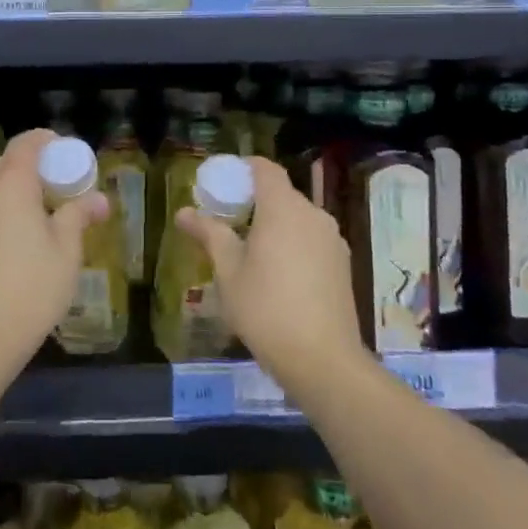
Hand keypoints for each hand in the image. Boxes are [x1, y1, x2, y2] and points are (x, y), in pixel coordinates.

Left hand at [0, 129, 108, 374]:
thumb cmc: (32, 288)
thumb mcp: (66, 251)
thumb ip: (79, 215)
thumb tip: (99, 199)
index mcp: (10, 187)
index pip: (25, 144)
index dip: (47, 140)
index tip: (68, 152)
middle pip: (7, 163)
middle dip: (35, 165)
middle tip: (63, 183)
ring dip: (18, 189)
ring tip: (46, 212)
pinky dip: (4, 209)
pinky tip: (22, 238)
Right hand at [174, 156, 362, 390]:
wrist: (323, 360)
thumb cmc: (266, 309)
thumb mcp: (228, 272)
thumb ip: (210, 234)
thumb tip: (184, 212)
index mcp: (283, 209)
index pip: (266, 169)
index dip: (245, 168)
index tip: (224, 181)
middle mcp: (313, 215)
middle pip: (282, 194)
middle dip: (256, 201)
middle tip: (229, 222)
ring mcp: (333, 240)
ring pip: (299, 219)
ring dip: (276, 225)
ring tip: (251, 252)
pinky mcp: (343, 264)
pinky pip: (313, 240)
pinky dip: (294, 244)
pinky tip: (279, 275)